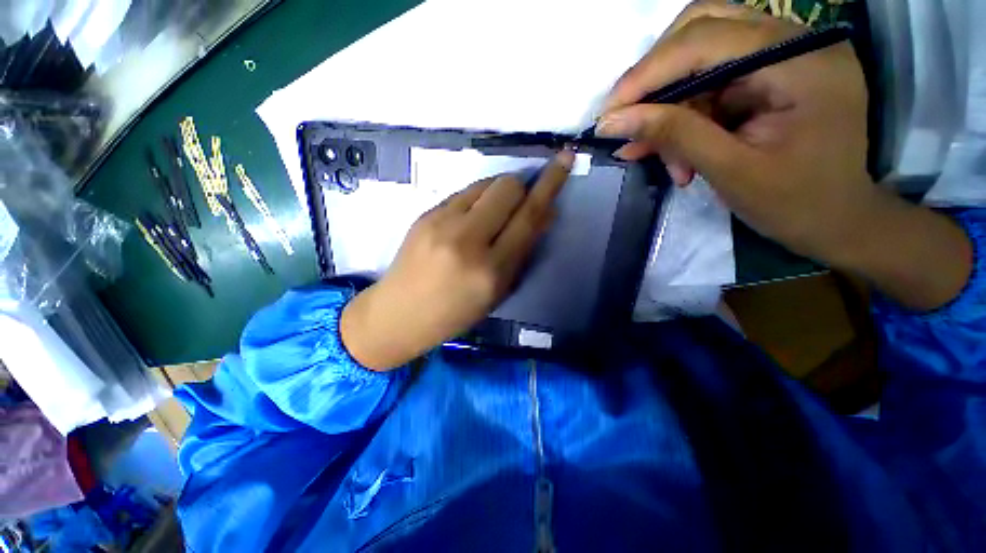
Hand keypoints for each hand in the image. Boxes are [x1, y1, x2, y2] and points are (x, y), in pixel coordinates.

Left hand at [340, 151, 574, 370]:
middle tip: (519, 205)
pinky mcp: (425, 214)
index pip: (528, 217)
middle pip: (507, 187)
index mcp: (490, 270)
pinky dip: (477, 199)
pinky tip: (470, 219)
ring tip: (492, 214)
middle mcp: (467, 240)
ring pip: (485, 184)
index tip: (564, 160)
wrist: (399, 313)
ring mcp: (441, 223)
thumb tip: (545, 213)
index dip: (550, 186)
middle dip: (521, 189)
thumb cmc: (455, 313)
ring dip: (499, 192)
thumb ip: (523, 252)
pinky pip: (464, 192)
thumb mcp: (498, 293)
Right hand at [596, 0, 971, 309]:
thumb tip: (612, 122)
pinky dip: (682, 117)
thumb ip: (673, 136)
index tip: (607, 112)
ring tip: (651, 155)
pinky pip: (710, 84)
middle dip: (656, 78)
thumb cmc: (795, 204)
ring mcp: (783, 57)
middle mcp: (795, 43)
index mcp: (801, 62)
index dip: (648, 73)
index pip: (707, 40)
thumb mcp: (729, 172)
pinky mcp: (769, 77)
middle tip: (628, 120)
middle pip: (703, 30)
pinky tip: (669, 154)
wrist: (836, 221)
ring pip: (700, 60)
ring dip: (668, 108)